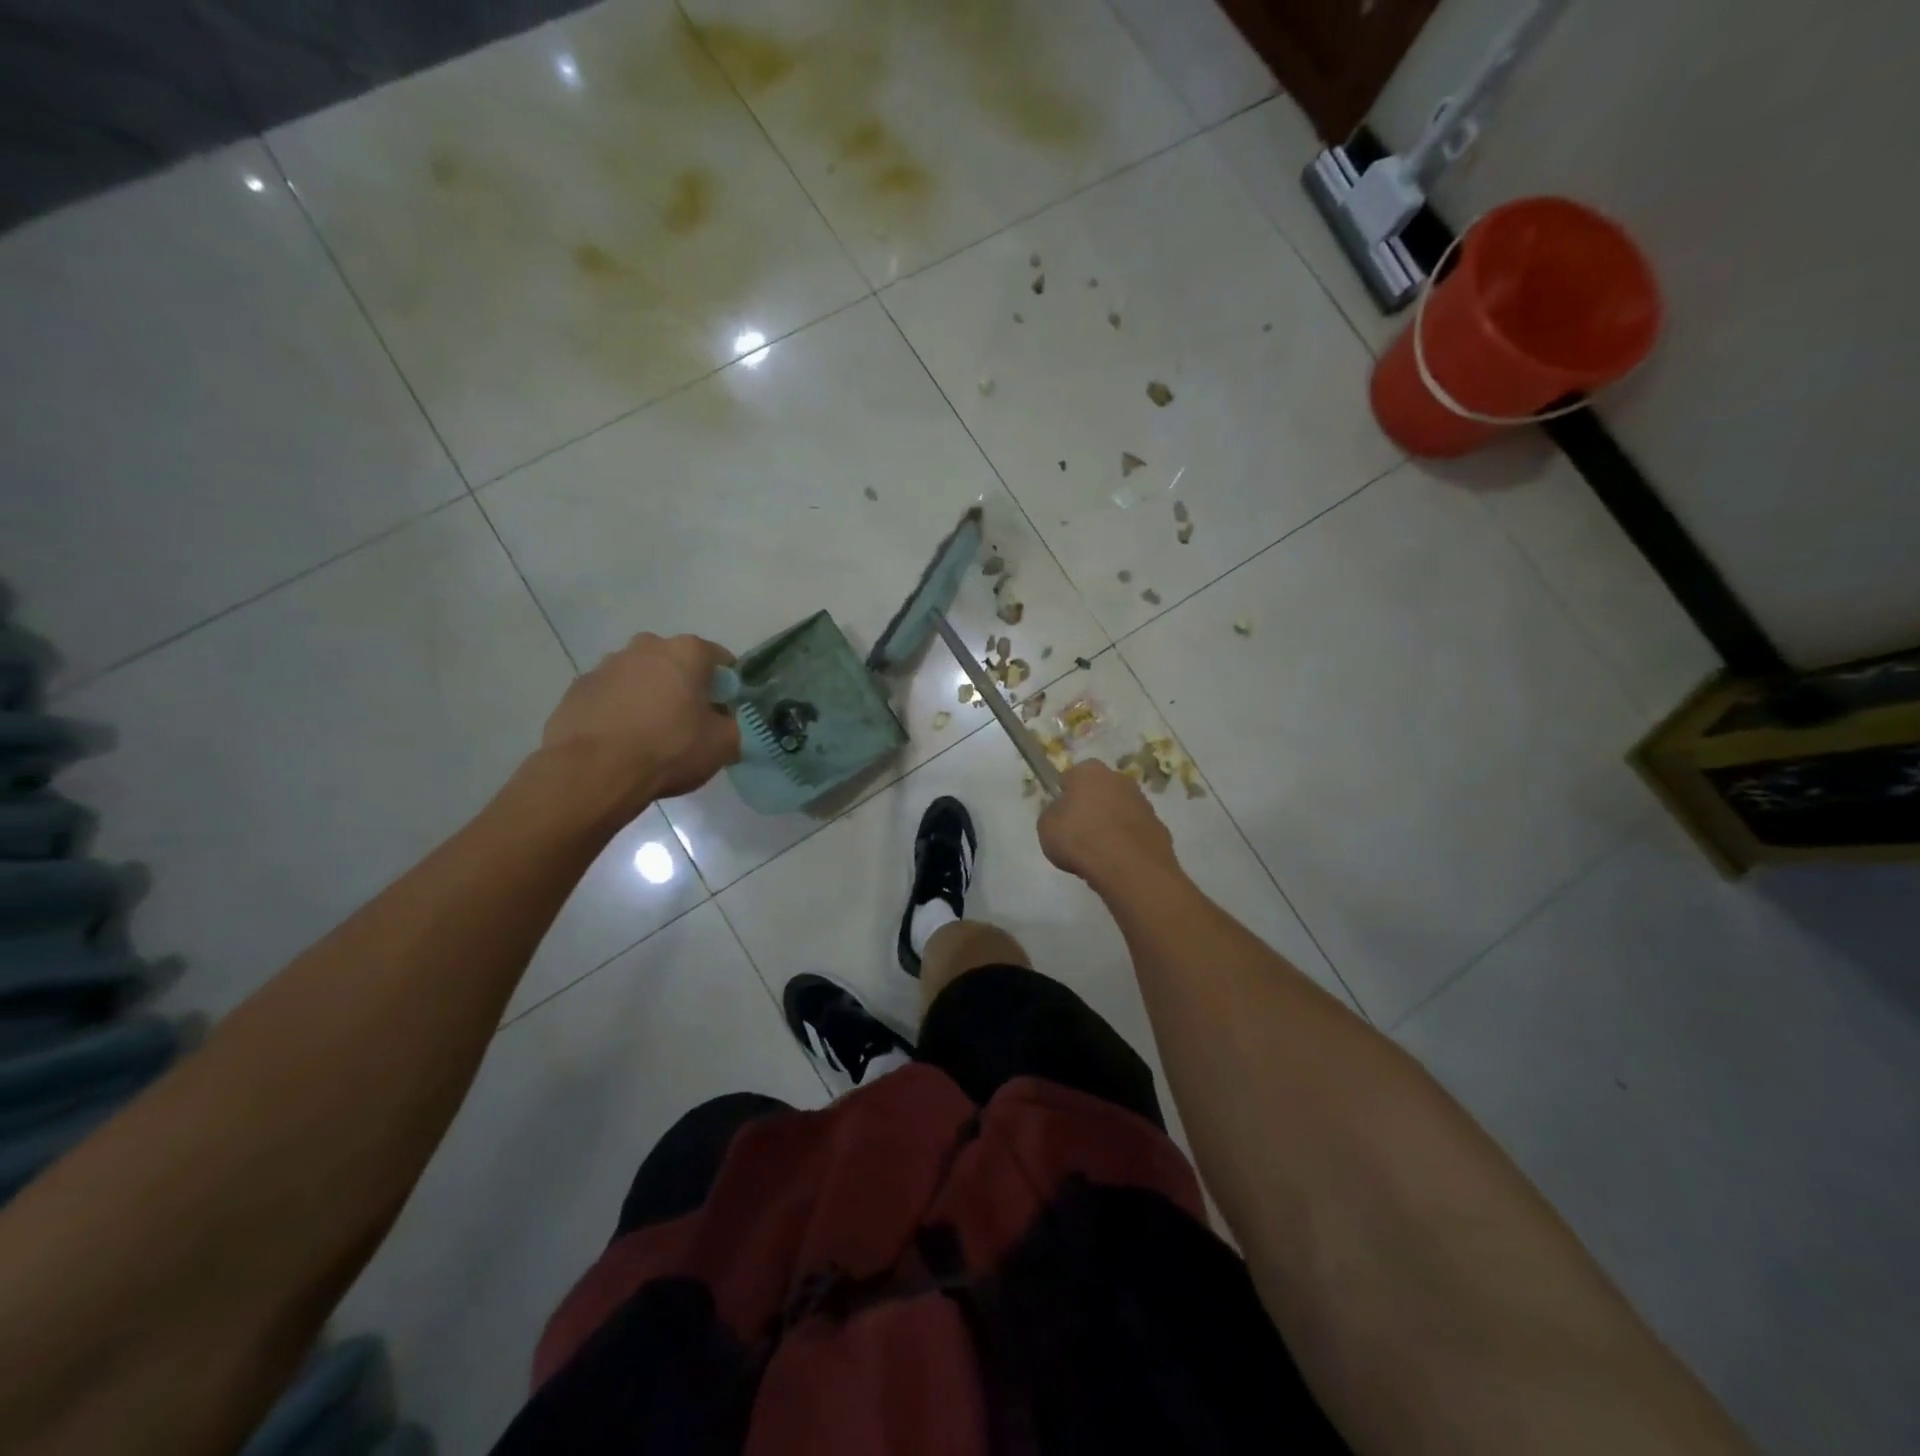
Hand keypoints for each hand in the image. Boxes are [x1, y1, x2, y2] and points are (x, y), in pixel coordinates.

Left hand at [540, 633, 740, 813]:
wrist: (593, 771)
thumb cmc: (668, 749)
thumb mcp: (723, 745)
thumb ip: (733, 727)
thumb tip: (725, 724)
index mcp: (686, 651)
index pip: (720, 660)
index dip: (728, 688)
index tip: (725, 713)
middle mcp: (646, 646)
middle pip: (676, 664)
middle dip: (685, 687)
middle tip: (689, 724)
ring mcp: (606, 665)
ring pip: (641, 677)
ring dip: (650, 697)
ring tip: (651, 735)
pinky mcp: (578, 688)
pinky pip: (611, 696)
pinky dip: (620, 711)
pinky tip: (622, 741)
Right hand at [1038, 761, 1178, 892]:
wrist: (1129, 868)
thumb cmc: (1080, 839)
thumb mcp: (1046, 826)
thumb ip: (1053, 814)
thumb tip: (1062, 813)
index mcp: (1089, 771)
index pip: (1071, 777)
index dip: (1065, 796)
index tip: (1061, 817)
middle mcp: (1119, 779)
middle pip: (1100, 791)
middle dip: (1092, 807)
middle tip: (1079, 834)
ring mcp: (1144, 803)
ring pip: (1120, 811)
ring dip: (1111, 825)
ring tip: (1099, 853)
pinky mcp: (1160, 827)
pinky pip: (1135, 832)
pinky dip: (1128, 843)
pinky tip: (1118, 862)